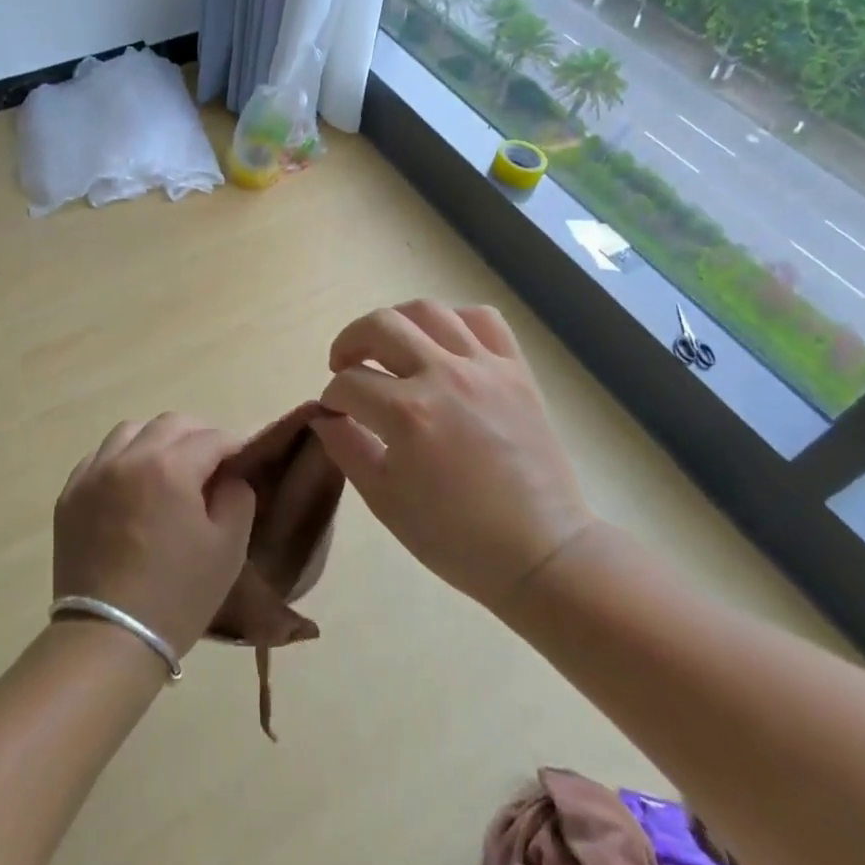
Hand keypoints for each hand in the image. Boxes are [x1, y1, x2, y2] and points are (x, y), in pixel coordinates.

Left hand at [53, 414, 256, 656]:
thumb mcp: (227, 549)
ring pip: (131, 431)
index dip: (234, 444)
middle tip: (210, 462)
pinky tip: (131, 484)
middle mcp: (130, 457)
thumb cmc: (176, 596)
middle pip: (171, 423)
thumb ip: (237, 497)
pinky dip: (122, 459)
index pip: (211, 437)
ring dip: (156, 440)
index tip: (243, 459)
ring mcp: (94, 472)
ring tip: (168, 467)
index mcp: (171, 467)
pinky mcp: (70, 494)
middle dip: (197, 435)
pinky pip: (100, 456)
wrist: (107, 641)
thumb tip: (230, 475)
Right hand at [313, 301, 595, 612]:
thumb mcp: (385, 501)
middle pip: (380, 326)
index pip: (350, 384)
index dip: (333, 397)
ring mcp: (484, 368)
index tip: (335, 412)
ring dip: (397, 322)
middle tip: (346, 365)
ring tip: (390, 345)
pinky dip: (456, 320)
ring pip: (428, 311)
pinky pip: (483, 319)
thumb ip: (346, 449)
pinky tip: (443, 343)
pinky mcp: (516, 370)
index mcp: (408, 415)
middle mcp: (443, 376)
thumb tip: (323, 416)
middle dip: (350, 342)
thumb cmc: (456, 538)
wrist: (540, 553)